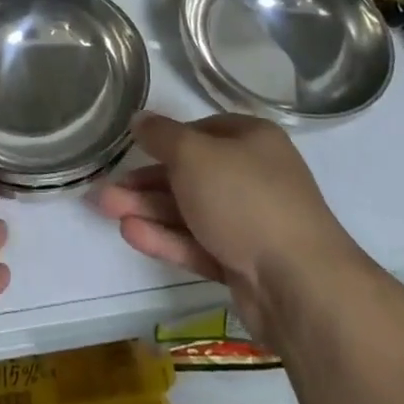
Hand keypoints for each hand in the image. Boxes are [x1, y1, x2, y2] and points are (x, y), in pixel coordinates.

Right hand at [94, 112, 354, 344]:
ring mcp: (249, 223)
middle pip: (190, 173)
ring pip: (189, 210)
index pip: (202, 130)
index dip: (167, 138)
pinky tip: (130, 233)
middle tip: (106, 187)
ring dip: (147, 208)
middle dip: (146, 181)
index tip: (135, 148)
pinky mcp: (243, 264)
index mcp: (252, 140)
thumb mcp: (193, 154)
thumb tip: (139, 119)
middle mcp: (253, 176)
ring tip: (105, 209)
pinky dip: (166, 237)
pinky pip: (198, 243)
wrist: (299, 284)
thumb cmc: (244, 198)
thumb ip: (161, 135)